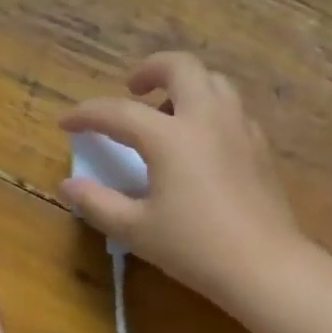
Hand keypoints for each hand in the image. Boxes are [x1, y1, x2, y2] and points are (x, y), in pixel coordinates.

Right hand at [59, 52, 308, 314]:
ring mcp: (240, 128)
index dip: (86, 114)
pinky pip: (233, 110)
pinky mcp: (261, 146)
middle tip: (133, 89)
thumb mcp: (136, 230)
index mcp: (170, 137)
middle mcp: (207, 118)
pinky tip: (203, 142)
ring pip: (214, 82)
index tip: (67, 123)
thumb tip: (69, 185)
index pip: (118, 112)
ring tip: (169, 114)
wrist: (264, 265)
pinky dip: (211, 110)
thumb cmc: (195, 248)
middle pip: (180, 67)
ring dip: (186, 85)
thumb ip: (98, 203)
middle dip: (150, 69)